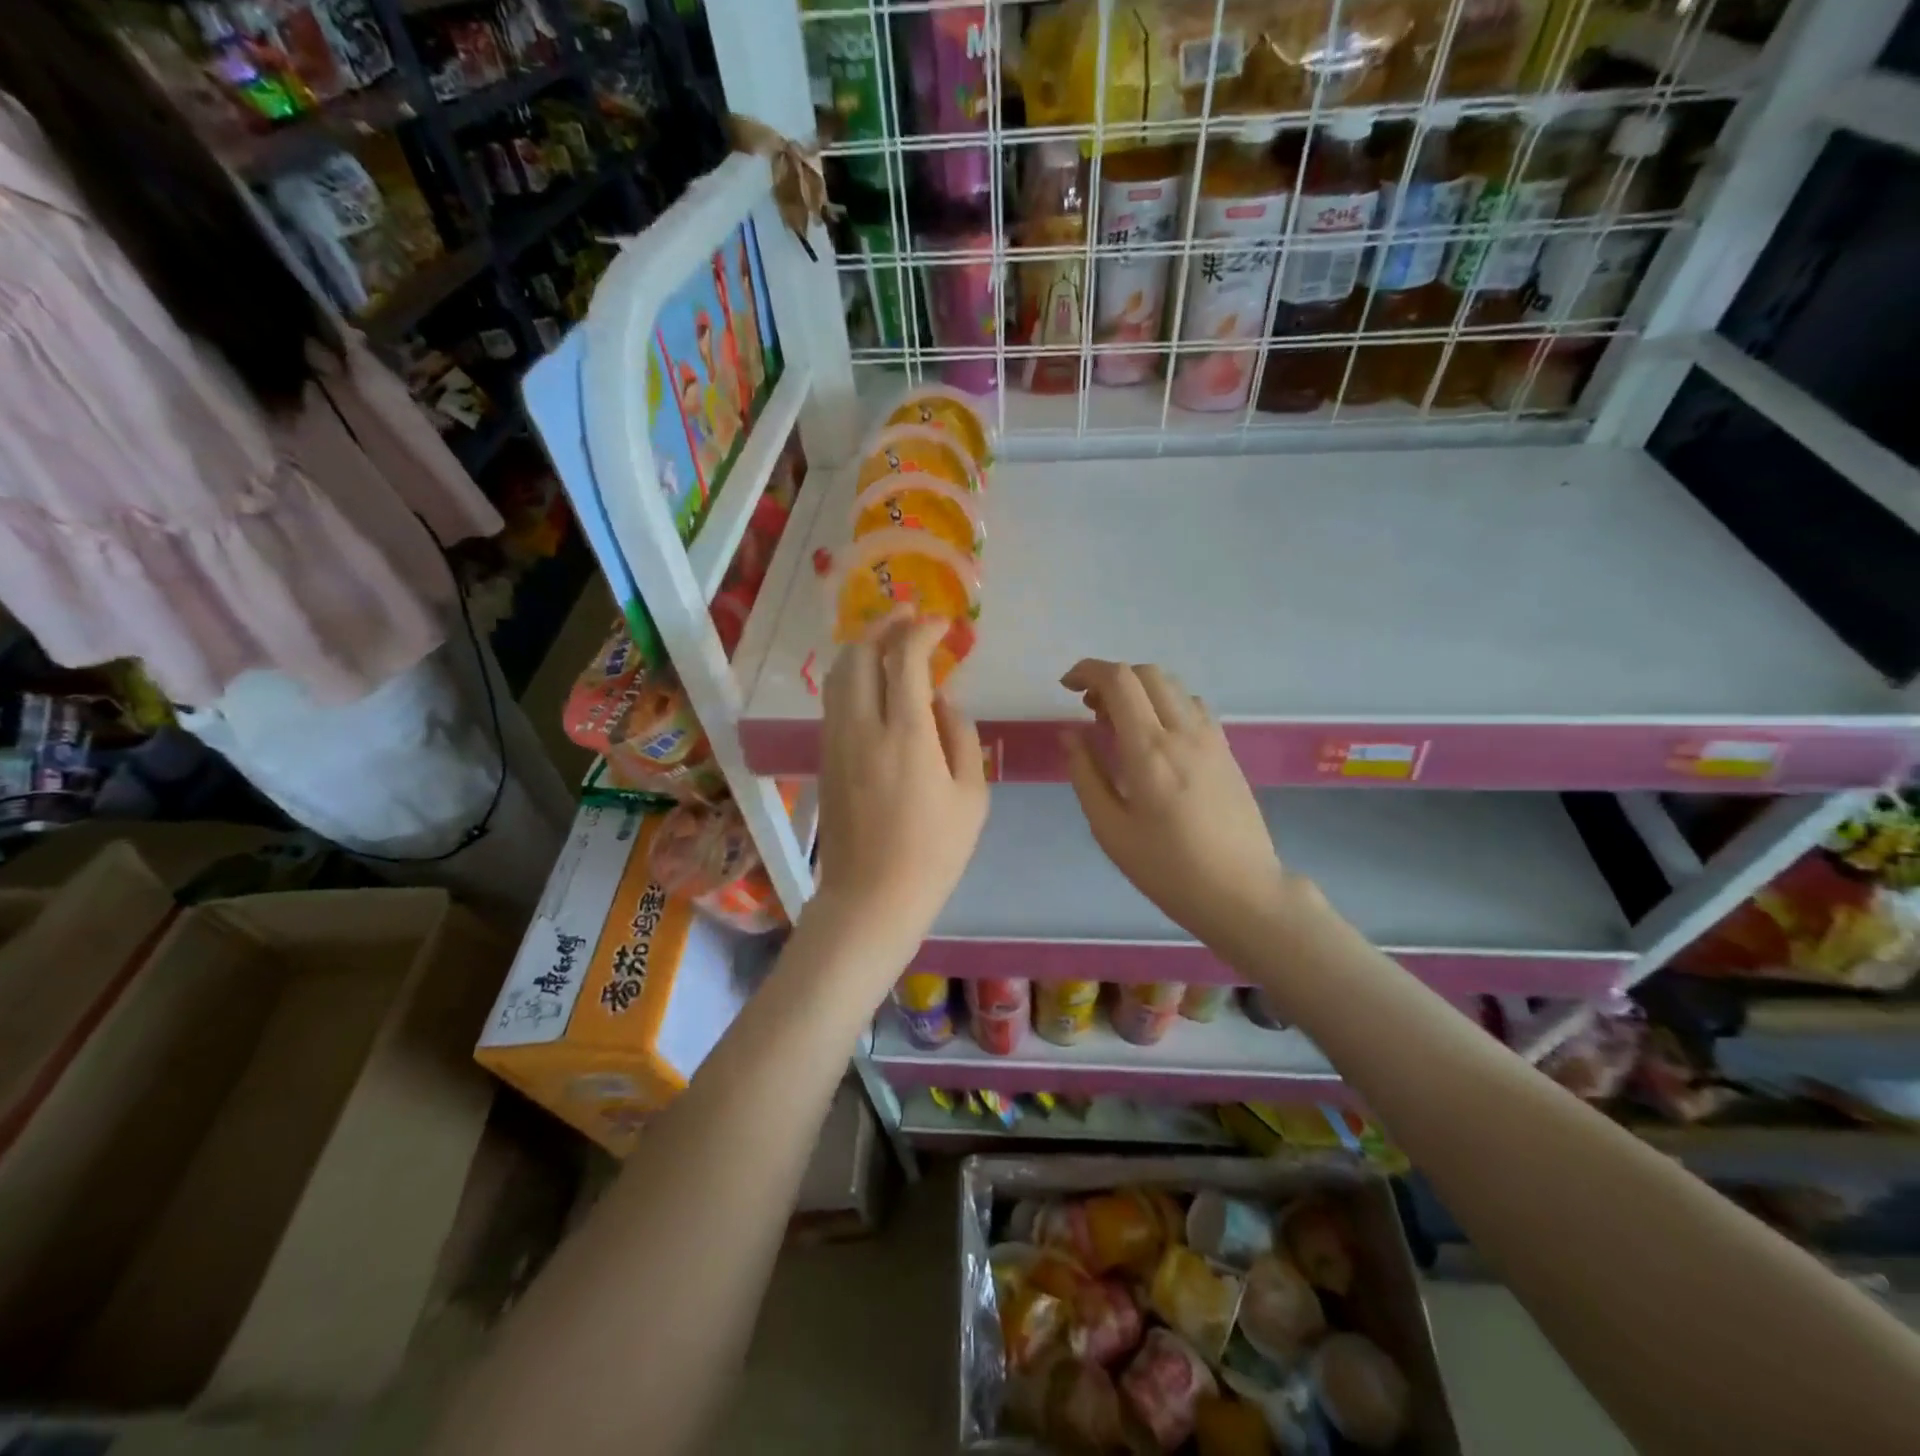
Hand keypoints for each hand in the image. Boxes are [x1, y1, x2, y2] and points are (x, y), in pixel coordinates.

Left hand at [811, 611, 988, 970]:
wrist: (872, 897)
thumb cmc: (934, 852)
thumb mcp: (971, 796)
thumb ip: (960, 735)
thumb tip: (942, 699)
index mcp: (906, 735)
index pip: (905, 659)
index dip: (922, 631)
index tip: (943, 624)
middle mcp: (862, 727)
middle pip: (858, 654)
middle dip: (883, 625)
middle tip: (909, 616)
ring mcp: (836, 741)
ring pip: (837, 674)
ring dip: (861, 647)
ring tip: (888, 639)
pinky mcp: (825, 757)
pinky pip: (834, 700)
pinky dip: (852, 676)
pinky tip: (874, 682)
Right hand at [1060, 660, 1293, 953]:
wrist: (1242, 892)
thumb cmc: (1167, 869)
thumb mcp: (1110, 829)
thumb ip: (1086, 774)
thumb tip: (1070, 734)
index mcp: (1149, 750)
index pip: (1119, 681)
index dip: (1088, 671)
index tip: (1066, 687)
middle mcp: (1183, 732)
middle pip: (1146, 673)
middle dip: (1111, 678)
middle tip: (1089, 709)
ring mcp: (1211, 738)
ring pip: (1172, 686)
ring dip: (1139, 689)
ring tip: (1119, 724)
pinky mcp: (1226, 750)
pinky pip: (1192, 706)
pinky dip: (1165, 704)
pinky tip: (1156, 738)